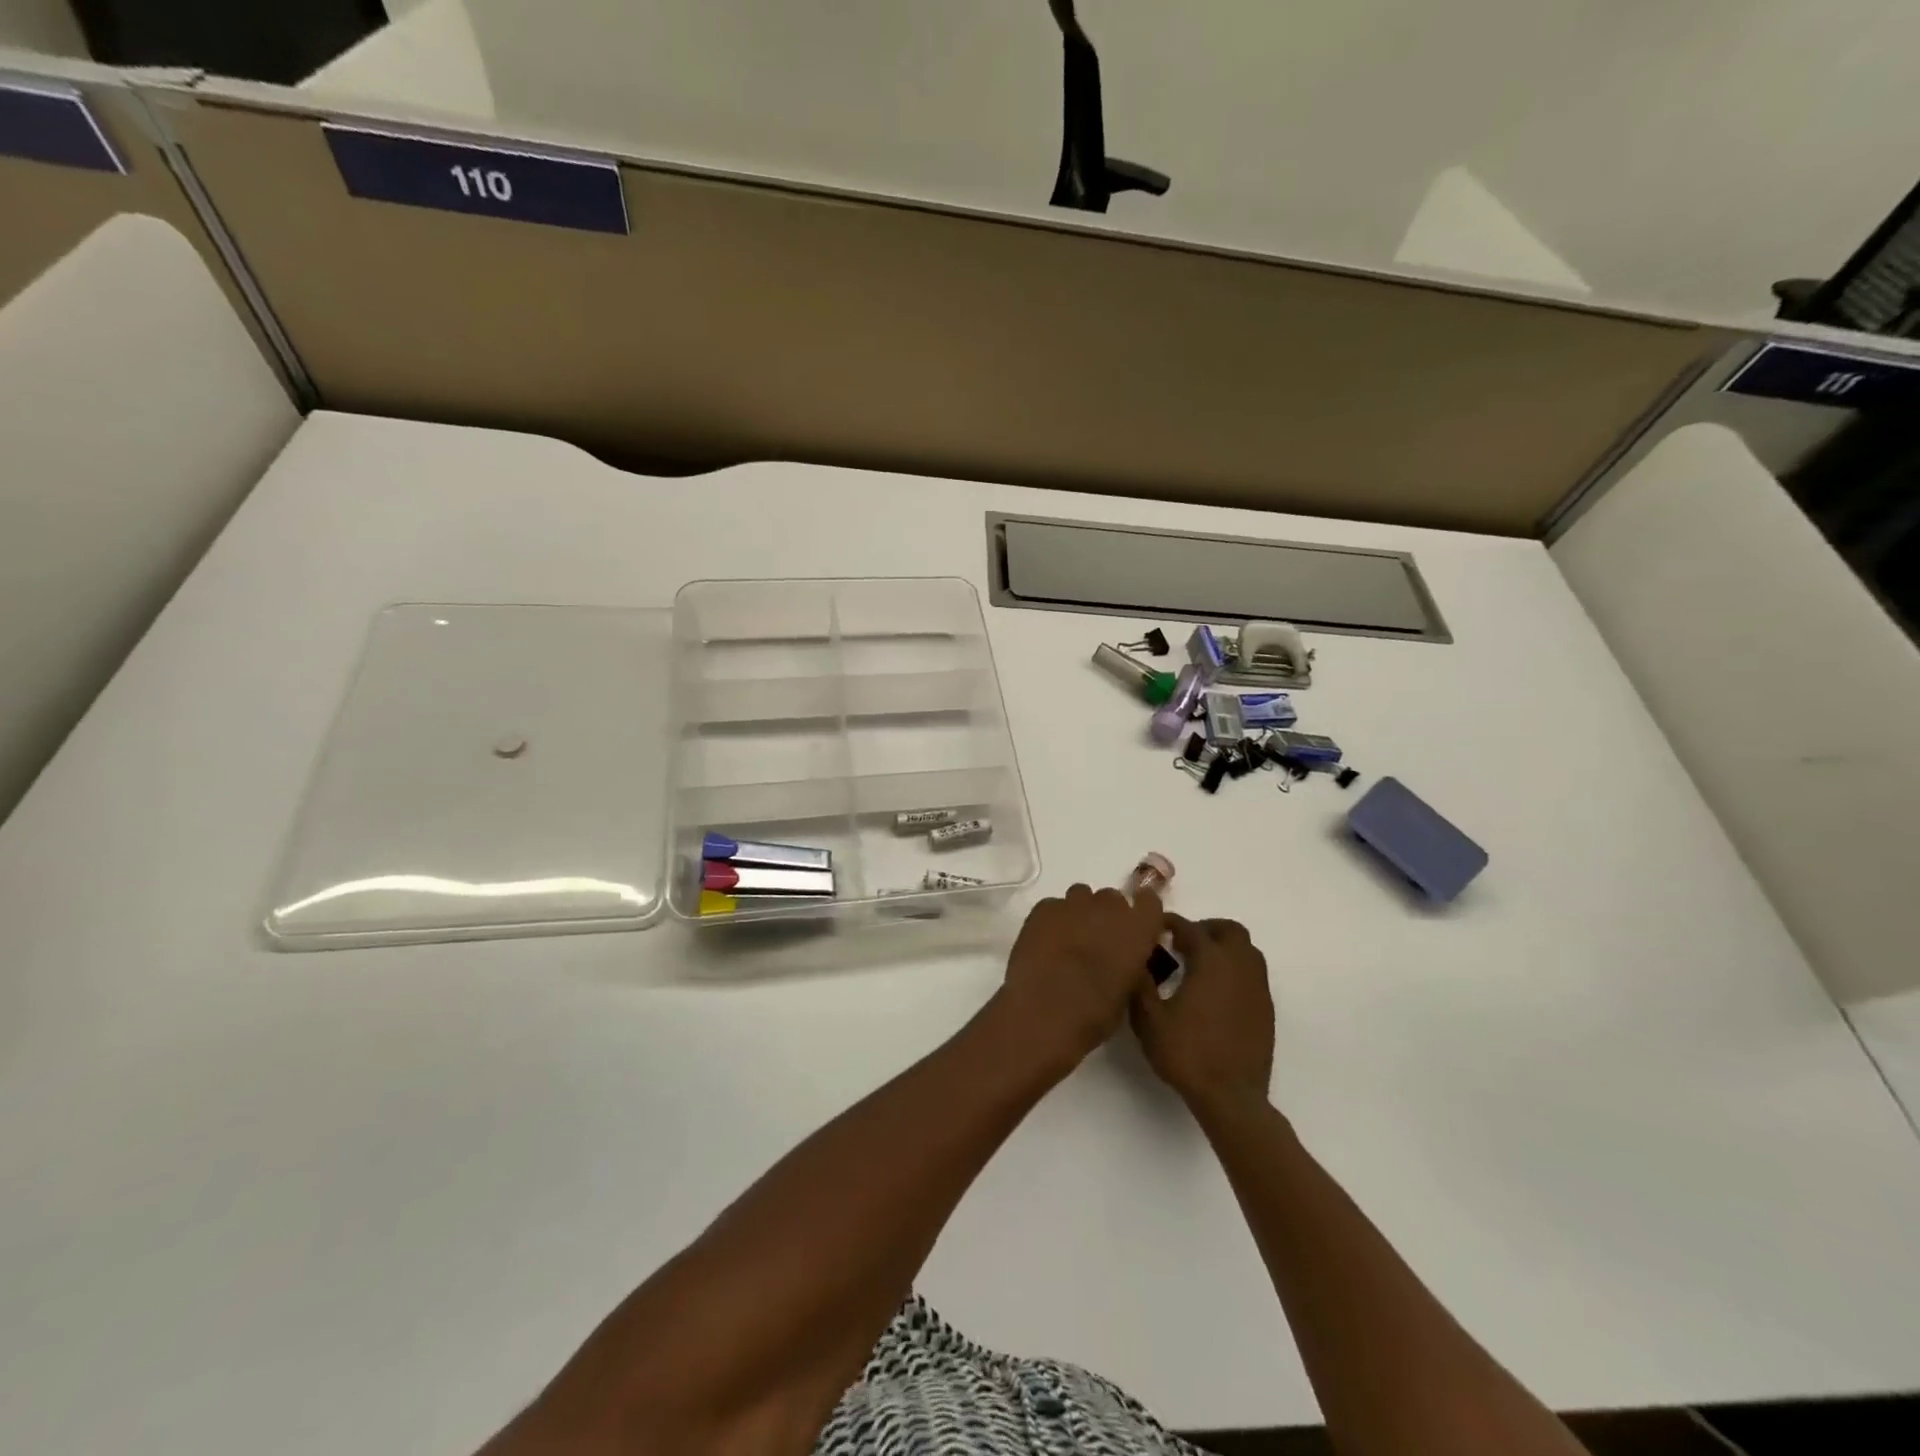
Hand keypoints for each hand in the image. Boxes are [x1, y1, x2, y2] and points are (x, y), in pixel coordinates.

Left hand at [994, 884, 1165, 1076]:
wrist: (1046, 1010)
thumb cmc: (1095, 1013)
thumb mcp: (1129, 991)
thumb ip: (1131, 964)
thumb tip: (1124, 958)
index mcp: (1138, 928)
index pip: (1149, 902)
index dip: (1141, 913)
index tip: (1135, 926)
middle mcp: (1109, 907)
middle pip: (1112, 899)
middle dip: (1107, 915)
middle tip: (1098, 940)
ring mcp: (1073, 904)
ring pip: (1081, 896)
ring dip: (1080, 913)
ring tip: (1069, 939)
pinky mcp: (1044, 908)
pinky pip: (1053, 906)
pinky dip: (1053, 920)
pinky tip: (1045, 943)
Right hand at [1130, 915, 1274, 1114]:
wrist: (1231, 1097)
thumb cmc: (1187, 1053)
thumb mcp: (1149, 1019)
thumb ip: (1140, 984)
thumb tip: (1137, 960)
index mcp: (1211, 961)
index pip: (1190, 928)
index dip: (1171, 923)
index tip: (1155, 926)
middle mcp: (1238, 966)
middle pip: (1229, 931)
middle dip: (1206, 929)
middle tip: (1183, 943)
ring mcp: (1257, 988)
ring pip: (1247, 951)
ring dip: (1225, 948)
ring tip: (1201, 965)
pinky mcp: (1266, 1009)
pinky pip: (1253, 975)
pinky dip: (1235, 971)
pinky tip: (1217, 993)